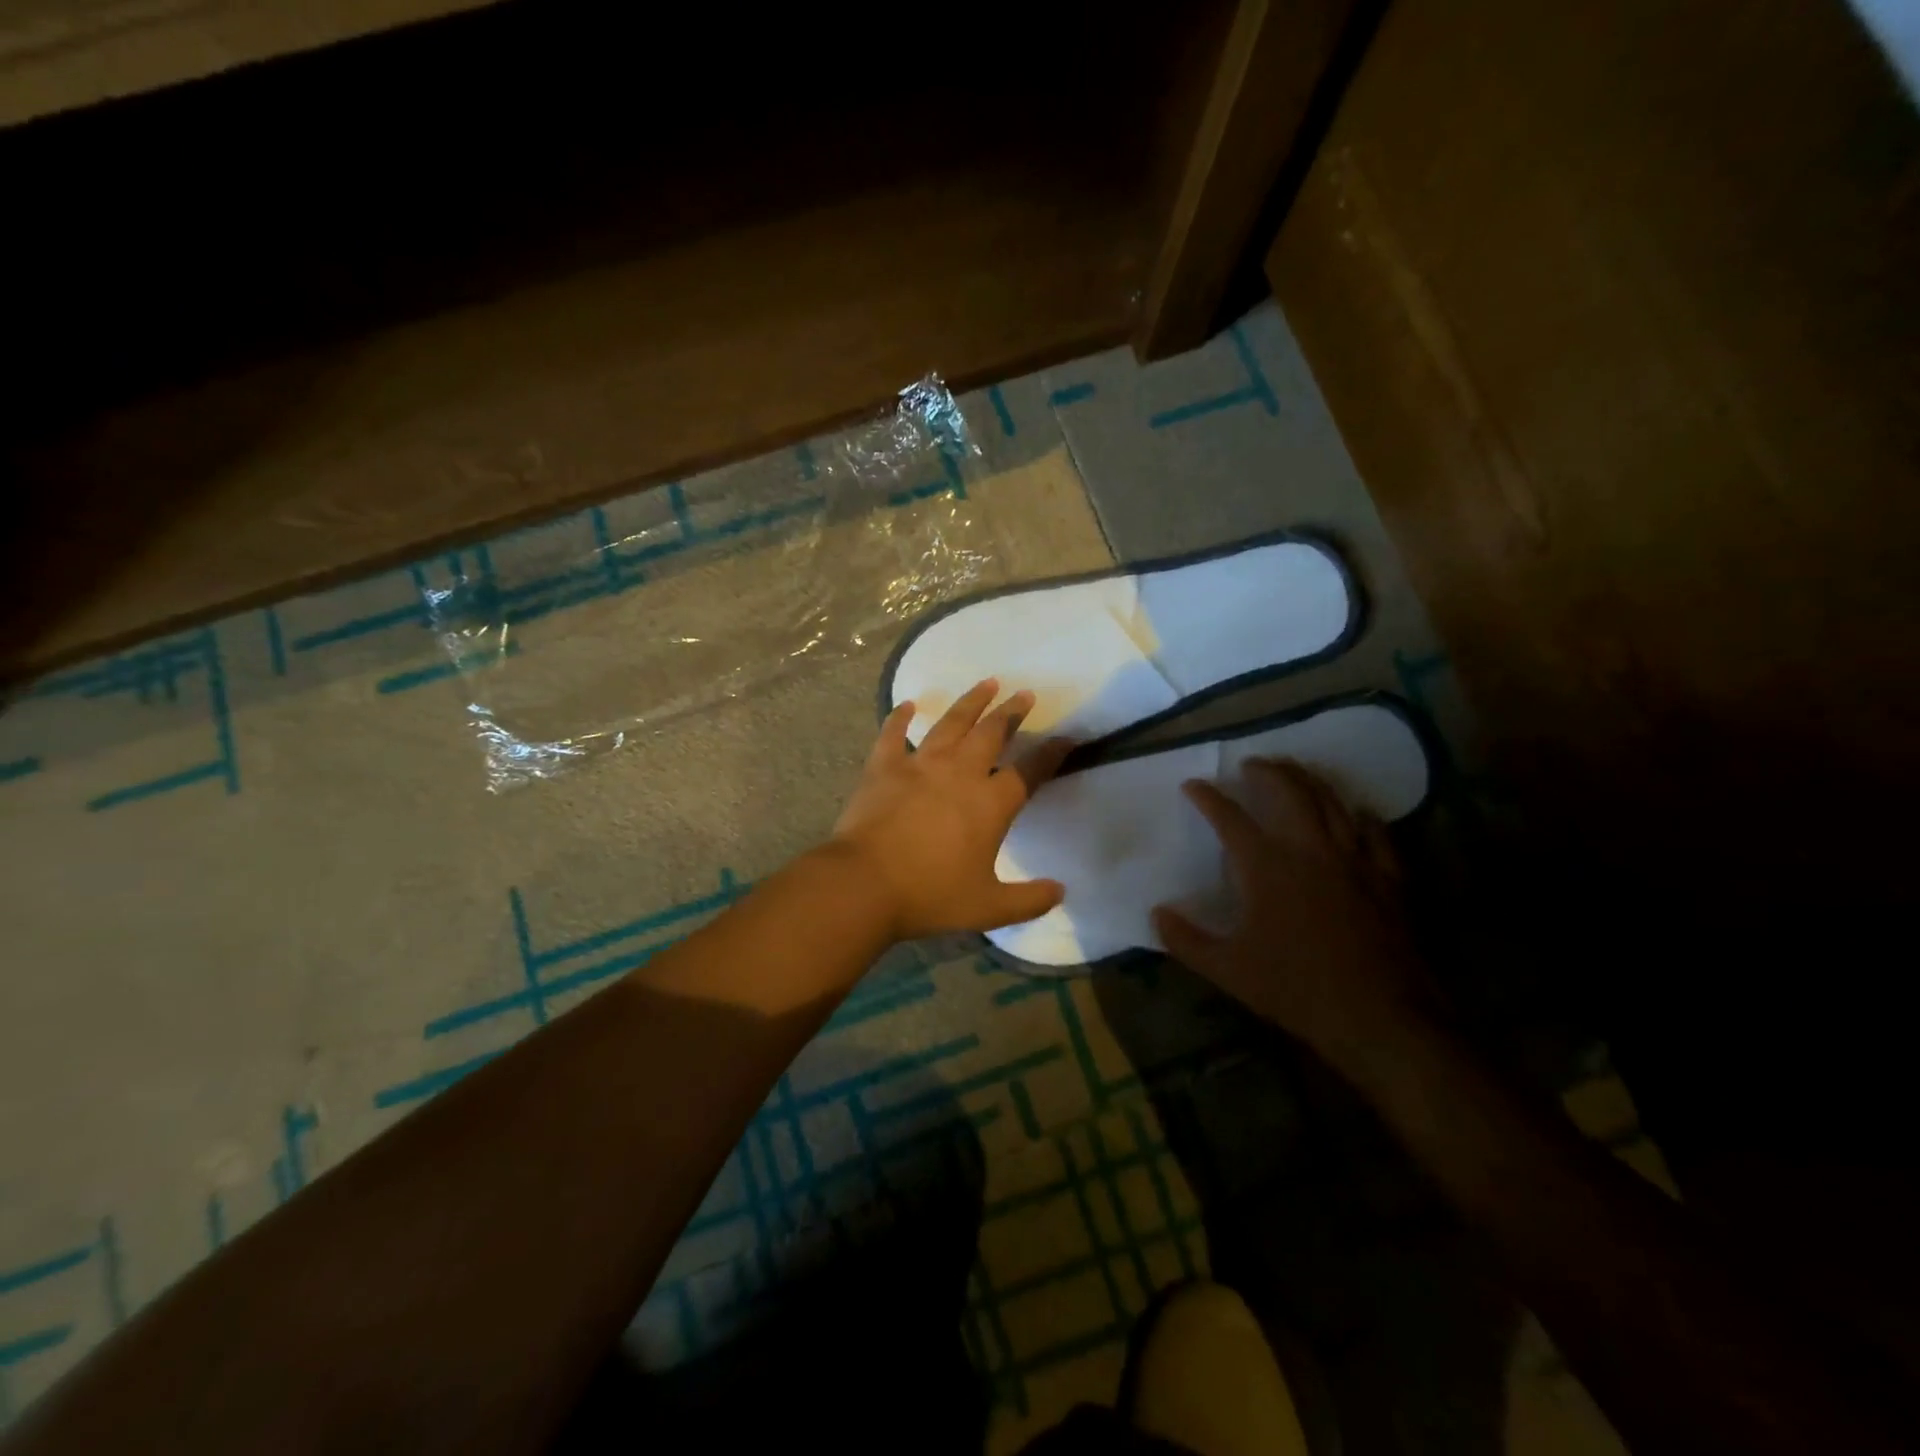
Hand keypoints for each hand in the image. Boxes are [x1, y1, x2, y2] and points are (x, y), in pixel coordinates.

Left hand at [829, 679, 1071, 940]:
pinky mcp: (883, 767)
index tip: (1067, 737)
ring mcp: (919, 765)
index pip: (1029, 772)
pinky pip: (893, 734)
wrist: (864, 885)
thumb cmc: (930, 895)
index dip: (1051, 754)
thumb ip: (1029, 900)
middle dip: (1011, 712)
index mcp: (990, 804)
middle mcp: (959, 774)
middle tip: (1024, 694)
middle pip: (991, 734)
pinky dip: (900, 718)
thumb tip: (1061, 891)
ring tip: (987, 683)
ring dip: (971, 702)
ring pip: (950, 724)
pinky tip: (907, 704)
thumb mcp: (988, 908)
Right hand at [1153, 758, 1436, 1067]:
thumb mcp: (1227, 970)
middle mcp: (1309, 849)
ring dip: (1309, 780)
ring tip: (1295, 771)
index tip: (1193, 784)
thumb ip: (1186, 940)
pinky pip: (1376, 833)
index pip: (1229, 817)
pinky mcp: (1388, 878)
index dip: (1207, 797)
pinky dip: (1362, 816)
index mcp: (1266, 866)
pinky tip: (1357, 812)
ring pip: (1331, 802)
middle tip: (1251, 764)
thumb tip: (1156, 914)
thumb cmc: (1295, 989)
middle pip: (1287, 791)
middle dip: (1266, 771)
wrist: (1379, 1017)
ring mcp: (1354, 859)